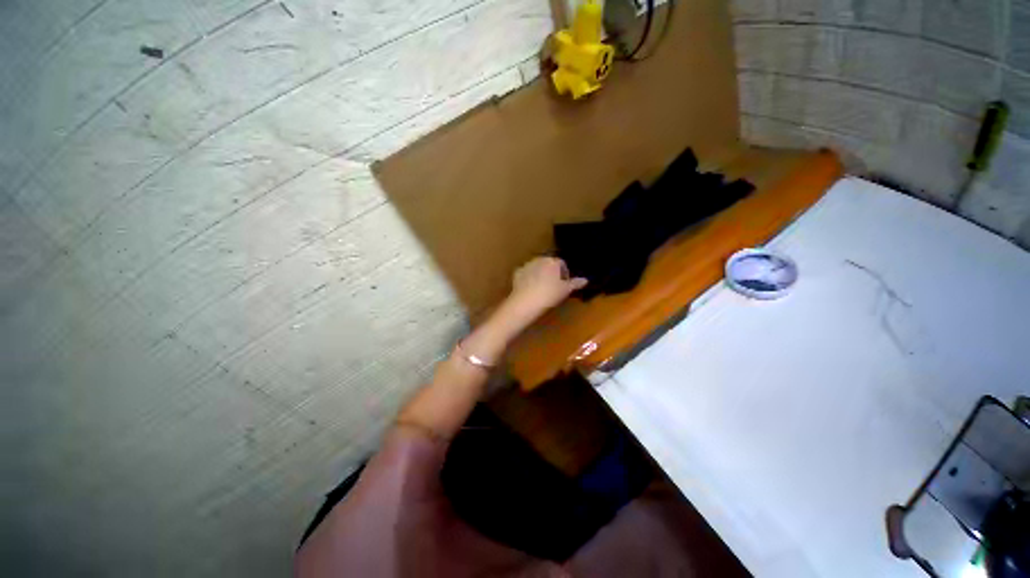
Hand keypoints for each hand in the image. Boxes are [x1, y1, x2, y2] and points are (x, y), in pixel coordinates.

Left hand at [508, 257, 587, 318]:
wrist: (526, 302)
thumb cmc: (549, 294)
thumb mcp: (565, 290)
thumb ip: (575, 283)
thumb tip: (585, 280)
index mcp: (553, 261)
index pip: (562, 264)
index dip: (564, 274)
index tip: (564, 285)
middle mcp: (540, 259)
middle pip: (548, 264)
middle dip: (551, 273)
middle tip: (553, 287)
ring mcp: (527, 265)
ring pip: (536, 268)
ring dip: (540, 274)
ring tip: (541, 288)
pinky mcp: (517, 272)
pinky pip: (525, 274)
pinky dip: (528, 279)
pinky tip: (530, 289)